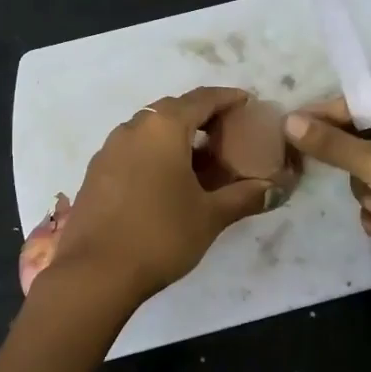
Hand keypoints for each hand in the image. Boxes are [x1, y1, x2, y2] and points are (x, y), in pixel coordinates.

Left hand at [49, 87, 274, 305]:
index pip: (202, 99)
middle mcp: (133, 128)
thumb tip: (275, 190)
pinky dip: (154, 152)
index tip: (247, 102)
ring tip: (199, 158)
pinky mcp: (95, 172)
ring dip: (175, 135)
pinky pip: (132, 149)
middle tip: (226, 133)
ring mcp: (109, 149)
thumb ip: (245, 197)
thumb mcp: (210, 216)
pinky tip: (166, 179)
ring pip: (149, 129)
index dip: (227, 98)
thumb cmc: (160, 235)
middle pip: (173, 109)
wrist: (94, 273)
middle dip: (201, 116)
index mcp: (164, 127)